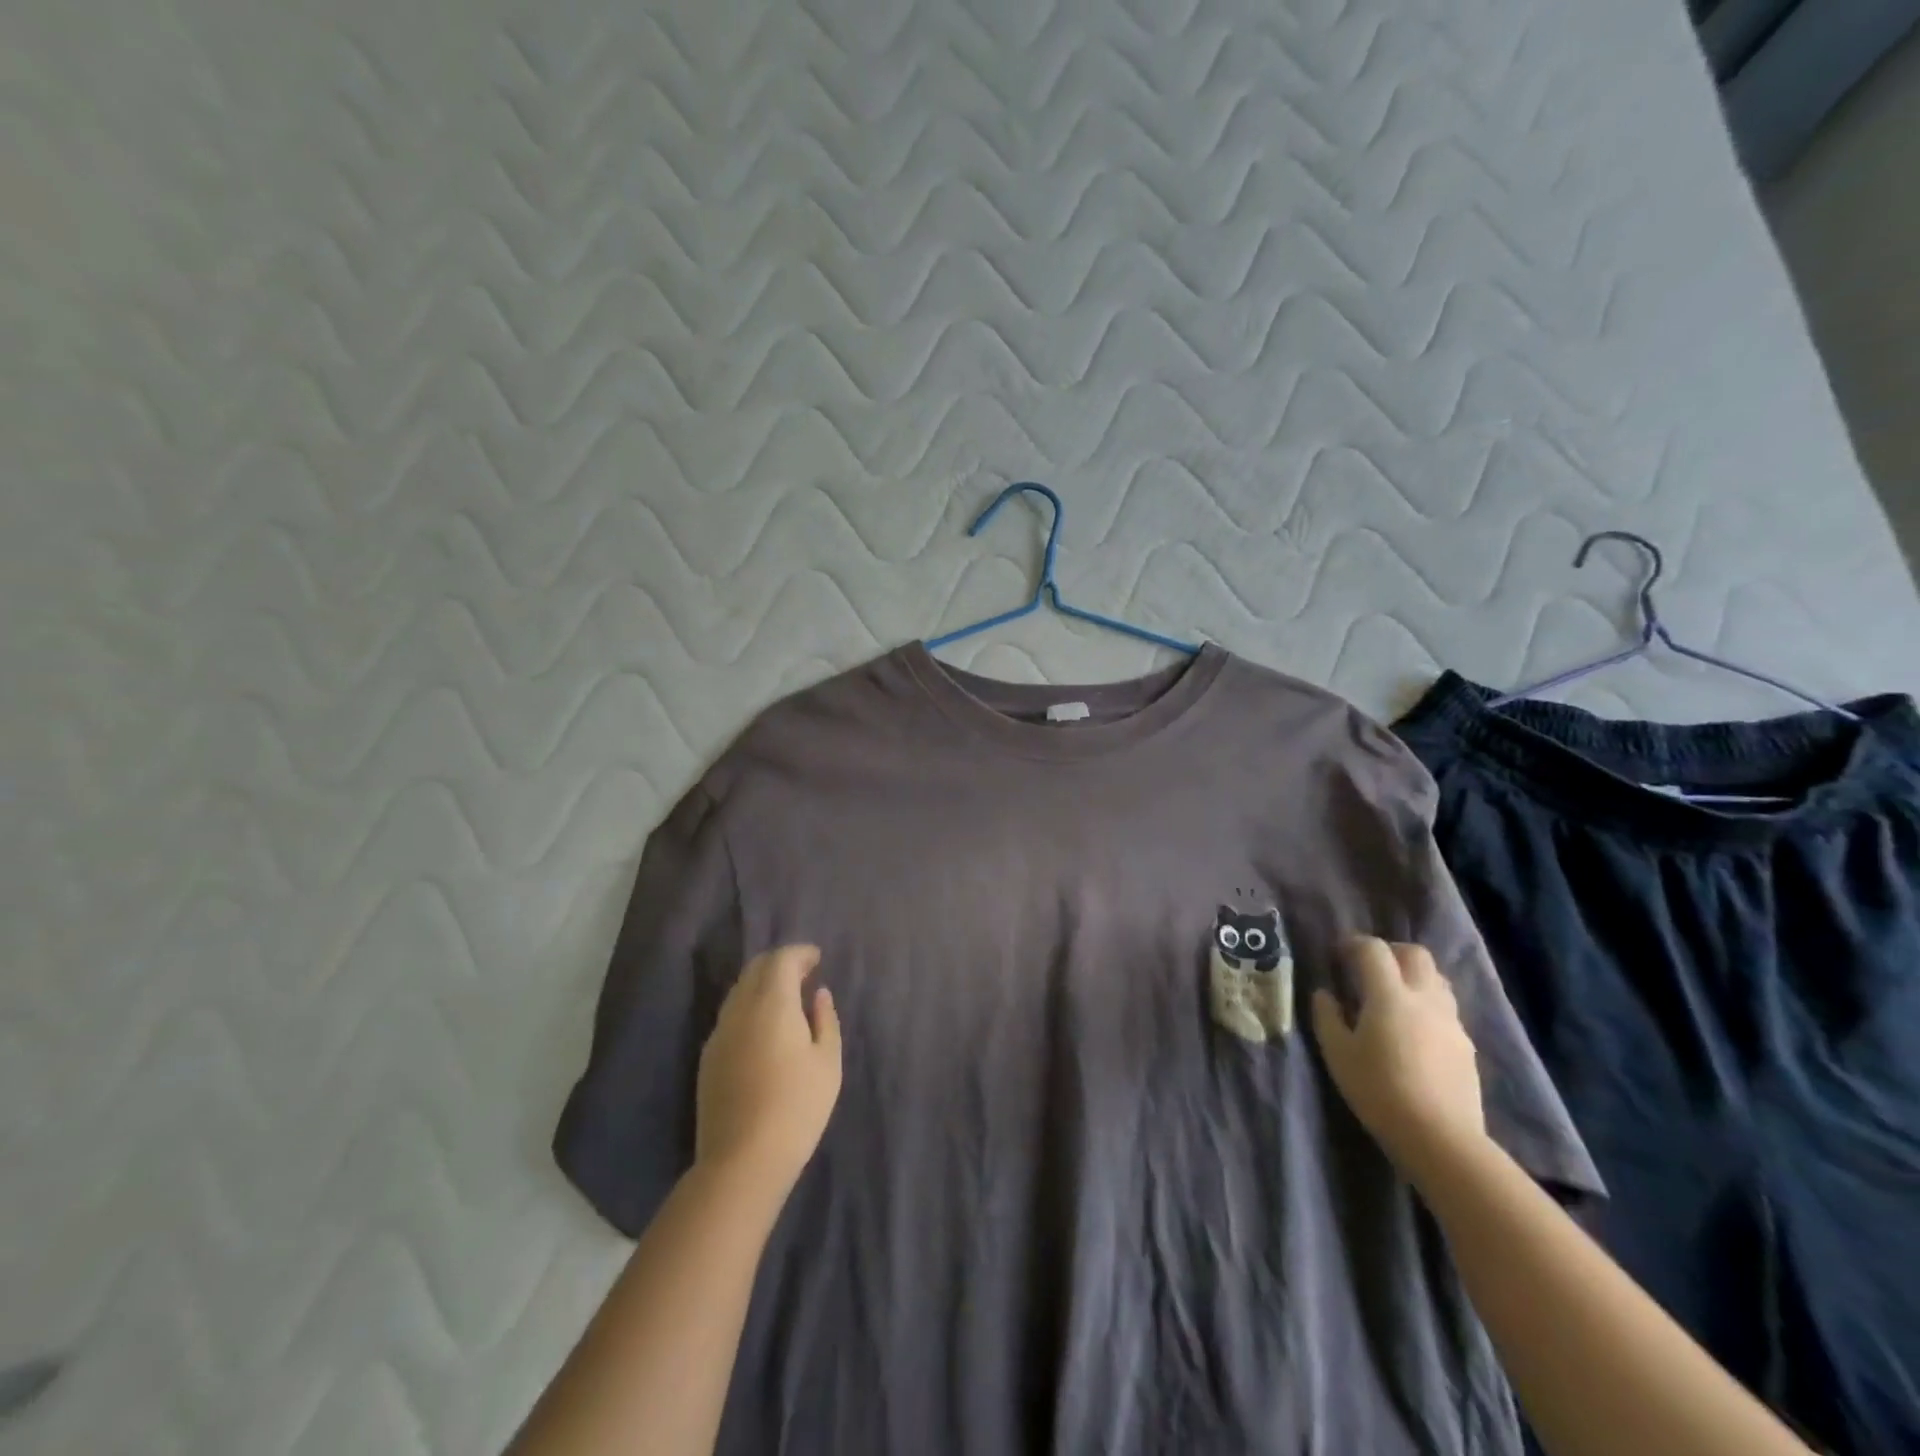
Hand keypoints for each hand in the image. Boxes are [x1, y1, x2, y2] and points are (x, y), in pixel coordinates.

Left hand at [695, 944, 842, 1198]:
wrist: (742, 1161)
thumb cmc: (797, 1107)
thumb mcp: (828, 1062)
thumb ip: (825, 1020)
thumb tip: (819, 995)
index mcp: (772, 1003)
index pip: (781, 960)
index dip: (800, 953)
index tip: (817, 958)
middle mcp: (740, 1009)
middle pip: (755, 970)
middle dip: (780, 963)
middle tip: (804, 973)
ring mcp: (719, 1034)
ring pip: (739, 992)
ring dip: (762, 985)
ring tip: (787, 998)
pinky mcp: (709, 1058)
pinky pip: (731, 1015)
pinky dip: (750, 1007)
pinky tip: (765, 1027)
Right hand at [1310, 937, 1486, 1177]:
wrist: (1441, 1138)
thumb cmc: (1379, 1090)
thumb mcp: (1337, 1053)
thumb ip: (1327, 1016)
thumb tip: (1325, 993)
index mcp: (1390, 995)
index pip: (1374, 949)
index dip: (1353, 944)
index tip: (1338, 954)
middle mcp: (1425, 998)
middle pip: (1415, 954)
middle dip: (1391, 951)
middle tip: (1369, 968)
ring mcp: (1451, 1021)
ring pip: (1437, 979)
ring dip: (1414, 976)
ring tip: (1393, 996)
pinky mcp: (1466, 1046)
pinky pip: (1447, 1009)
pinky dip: (1428, 1005)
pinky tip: (1414, 1030)